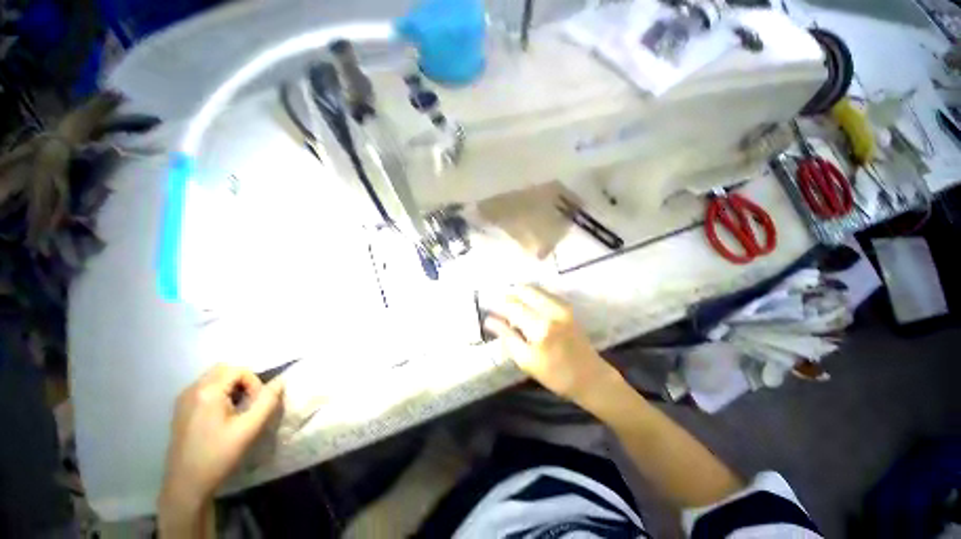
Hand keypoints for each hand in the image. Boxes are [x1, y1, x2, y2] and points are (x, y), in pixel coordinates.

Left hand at [159, 364, 283, 517]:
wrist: (186, 485)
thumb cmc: (218, 456)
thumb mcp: (249, 429)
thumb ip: (267, 401)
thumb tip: (280, 381)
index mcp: (207, 392)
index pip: (239, 370)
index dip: (254, 382)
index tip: (256, 405)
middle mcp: (192, 390)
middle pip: (224, 370)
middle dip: (243, 381)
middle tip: (249, 403)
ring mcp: (183, 400)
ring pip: (214, 378)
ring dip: (232, 387)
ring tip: (238, 410)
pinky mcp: (181, 410)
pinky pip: (204, 389)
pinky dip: (219, 394)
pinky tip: (223, 416)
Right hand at [484, 285, 619, 401]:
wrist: (590, 377)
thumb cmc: (555, 374)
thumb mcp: (526, 360)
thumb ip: (507, 337)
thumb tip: (489, 320)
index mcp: (540, 327)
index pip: (512, 306)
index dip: (498, 305)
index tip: (488, 308)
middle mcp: (551, 311)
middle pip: (523, 291)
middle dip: (509, 295)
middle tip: (500, 305)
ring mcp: (561, 306)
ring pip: (534, 289)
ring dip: (520, 294)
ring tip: (512, 306)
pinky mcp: (567, 307)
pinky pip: (544, 293)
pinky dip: (532, 296)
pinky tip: (527, 306)